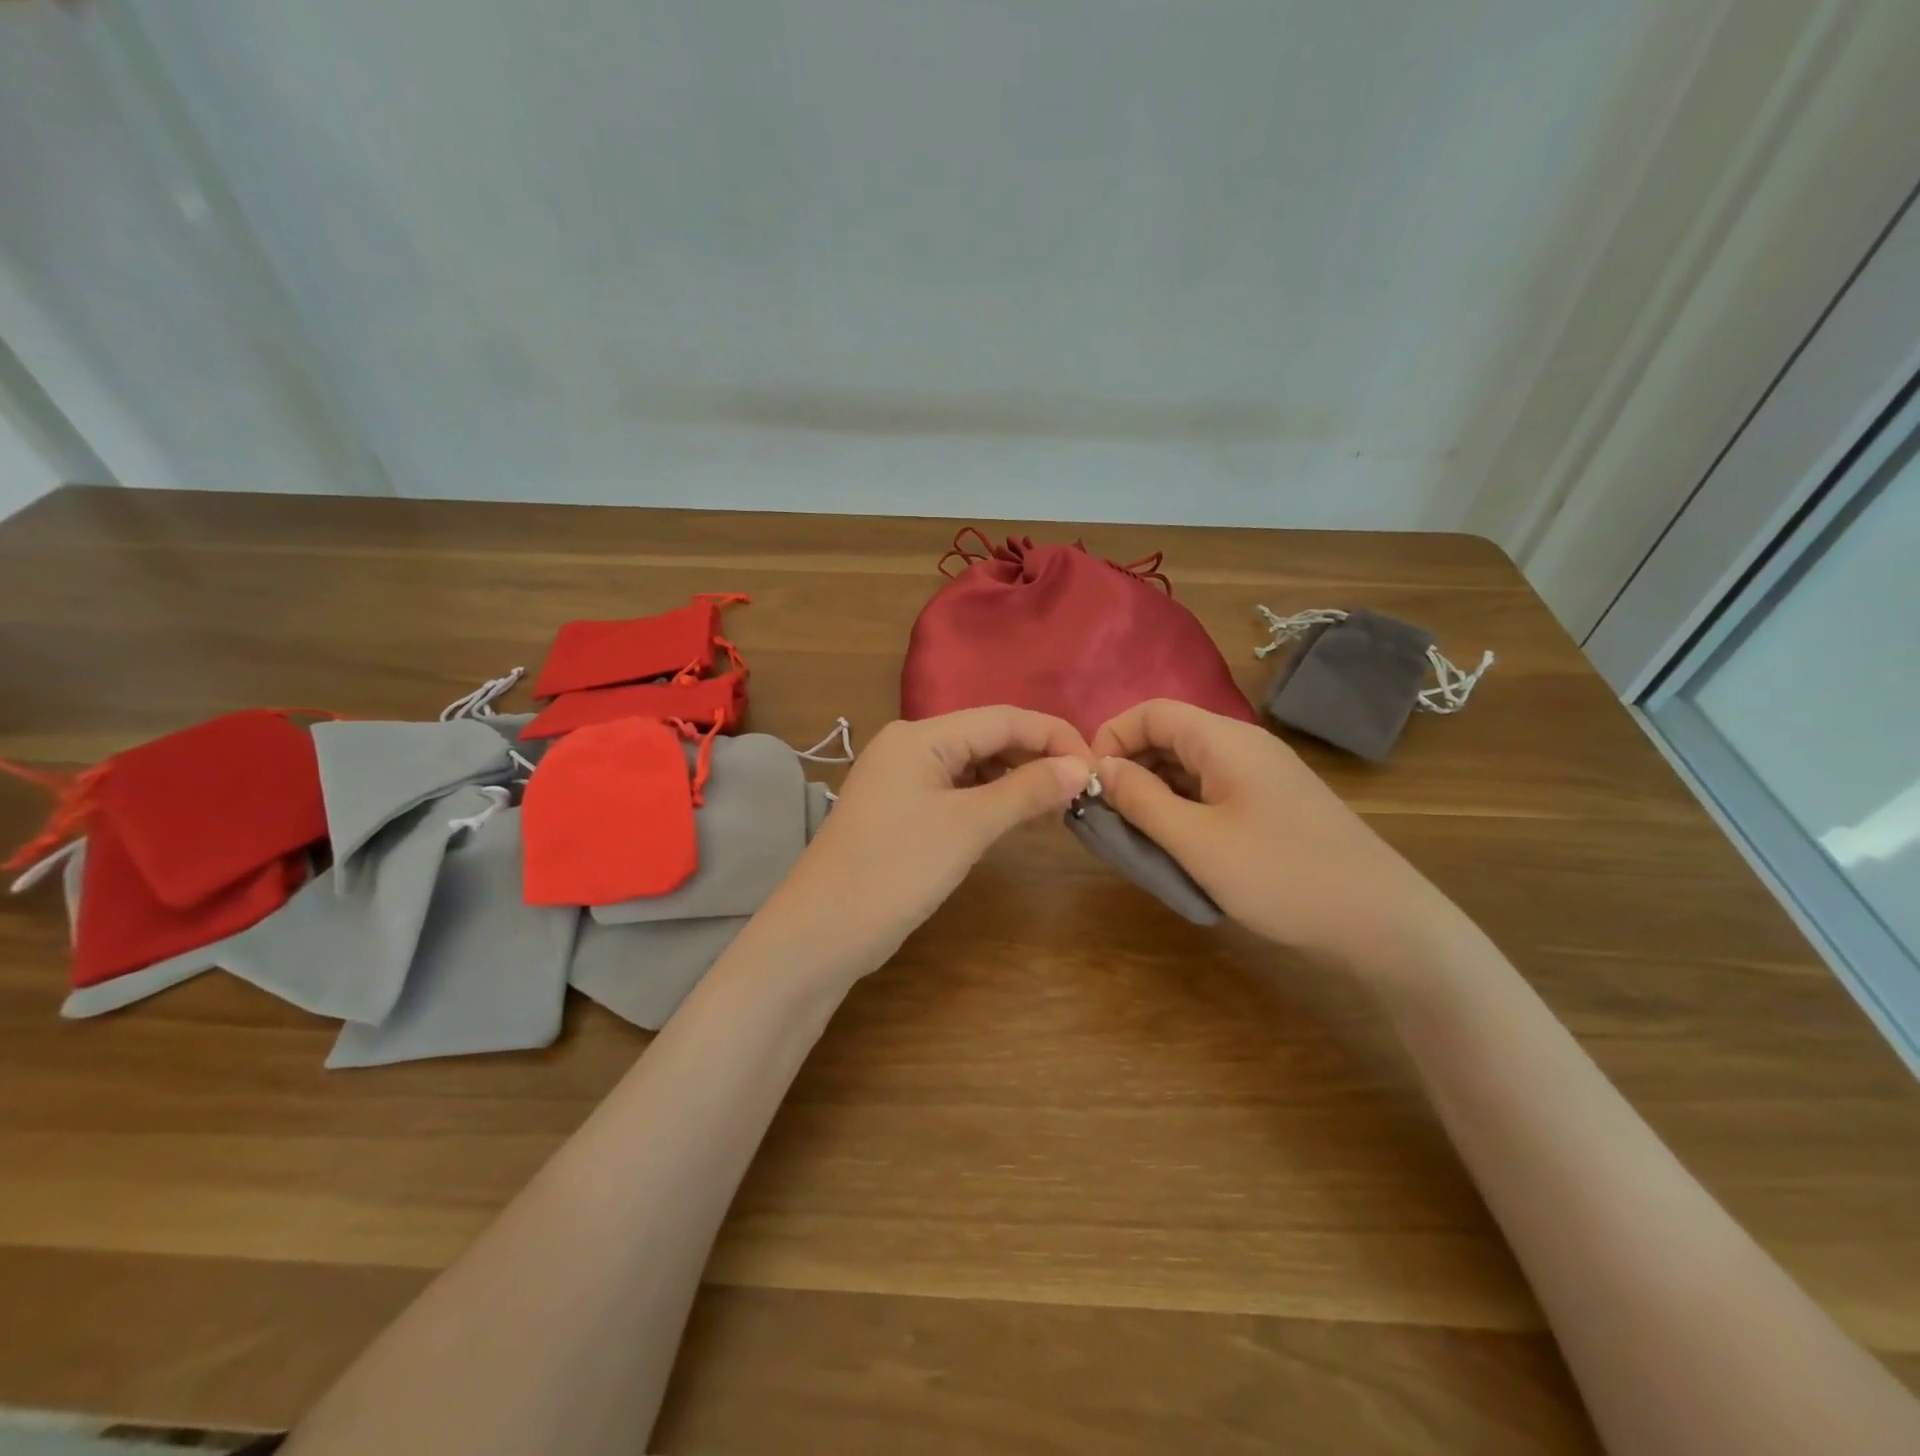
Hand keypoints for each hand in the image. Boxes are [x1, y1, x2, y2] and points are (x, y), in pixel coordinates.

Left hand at [755, 707, 1092, 981]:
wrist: (821, 932)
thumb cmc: (896, 870)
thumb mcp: (968, 827)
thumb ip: (1026, 791)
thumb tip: (1081, 767)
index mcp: (921, 736)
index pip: (1003, 718)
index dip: (1054, 736)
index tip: (1096, 767)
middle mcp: (911, 747)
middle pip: (988, 738)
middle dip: (1037, 759)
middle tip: (1082, 792)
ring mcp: (903, 780)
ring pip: (975, 766)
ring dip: (1017, 782)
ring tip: (1059, 808)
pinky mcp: (903, 812)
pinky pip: (958, 793)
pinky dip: (992, 802)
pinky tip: (1019, 821)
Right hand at [1089, 699, 1453, 970]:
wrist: (1381, 922)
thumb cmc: (1280, 875)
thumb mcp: (1196, 841)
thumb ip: (1140, 800)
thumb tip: (1099, 767)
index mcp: (1224, 739)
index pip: (1151, 712)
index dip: (1110, 738)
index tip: (1087, 784)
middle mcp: (1242, 746)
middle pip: (1168, 737)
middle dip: (1129, 769)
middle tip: (1105, 817)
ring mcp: (1261, 776)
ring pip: (1188, 768)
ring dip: (1153, 794)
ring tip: (1133, 837)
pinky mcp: (1270, 806)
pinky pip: (1210, 792)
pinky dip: (1181, 810)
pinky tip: (1174, 846)